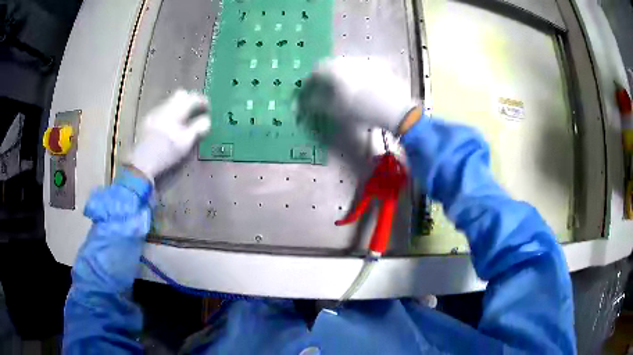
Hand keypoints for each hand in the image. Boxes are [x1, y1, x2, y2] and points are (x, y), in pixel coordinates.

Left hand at [128, 89, 210, 181]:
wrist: (142, 162)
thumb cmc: (167, 152)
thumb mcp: (186, 142)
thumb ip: (199, 127)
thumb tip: (207, 119)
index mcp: (176, 110)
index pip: (193, 97)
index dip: (203, 101)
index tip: (208, 108)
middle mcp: (165, 107)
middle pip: (180, 94)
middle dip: (190, 100)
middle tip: (196, 110)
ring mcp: (154, 113)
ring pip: (170, 102)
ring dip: (179, 107)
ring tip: (183, 120)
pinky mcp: (147, 121)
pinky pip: (162, 110)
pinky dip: (169, 114)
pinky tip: (169, 126)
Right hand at [301, 57, 417, 132]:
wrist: (393, 107)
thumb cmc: (360, 108)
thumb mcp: (334, 110)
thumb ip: (316, 103)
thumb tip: (306, 102)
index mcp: (334, 68)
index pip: (316, 71)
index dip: (310, 82)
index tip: (308, 91)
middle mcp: (348, 60)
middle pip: (332, 66)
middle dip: (327, 77)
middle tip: (327, 90)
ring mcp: (365, 60)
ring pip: (348, 65)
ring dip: (343, 75)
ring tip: (346, 89)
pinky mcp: (380, 65)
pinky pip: (363, 68)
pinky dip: (359, 76)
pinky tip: (364, 88)